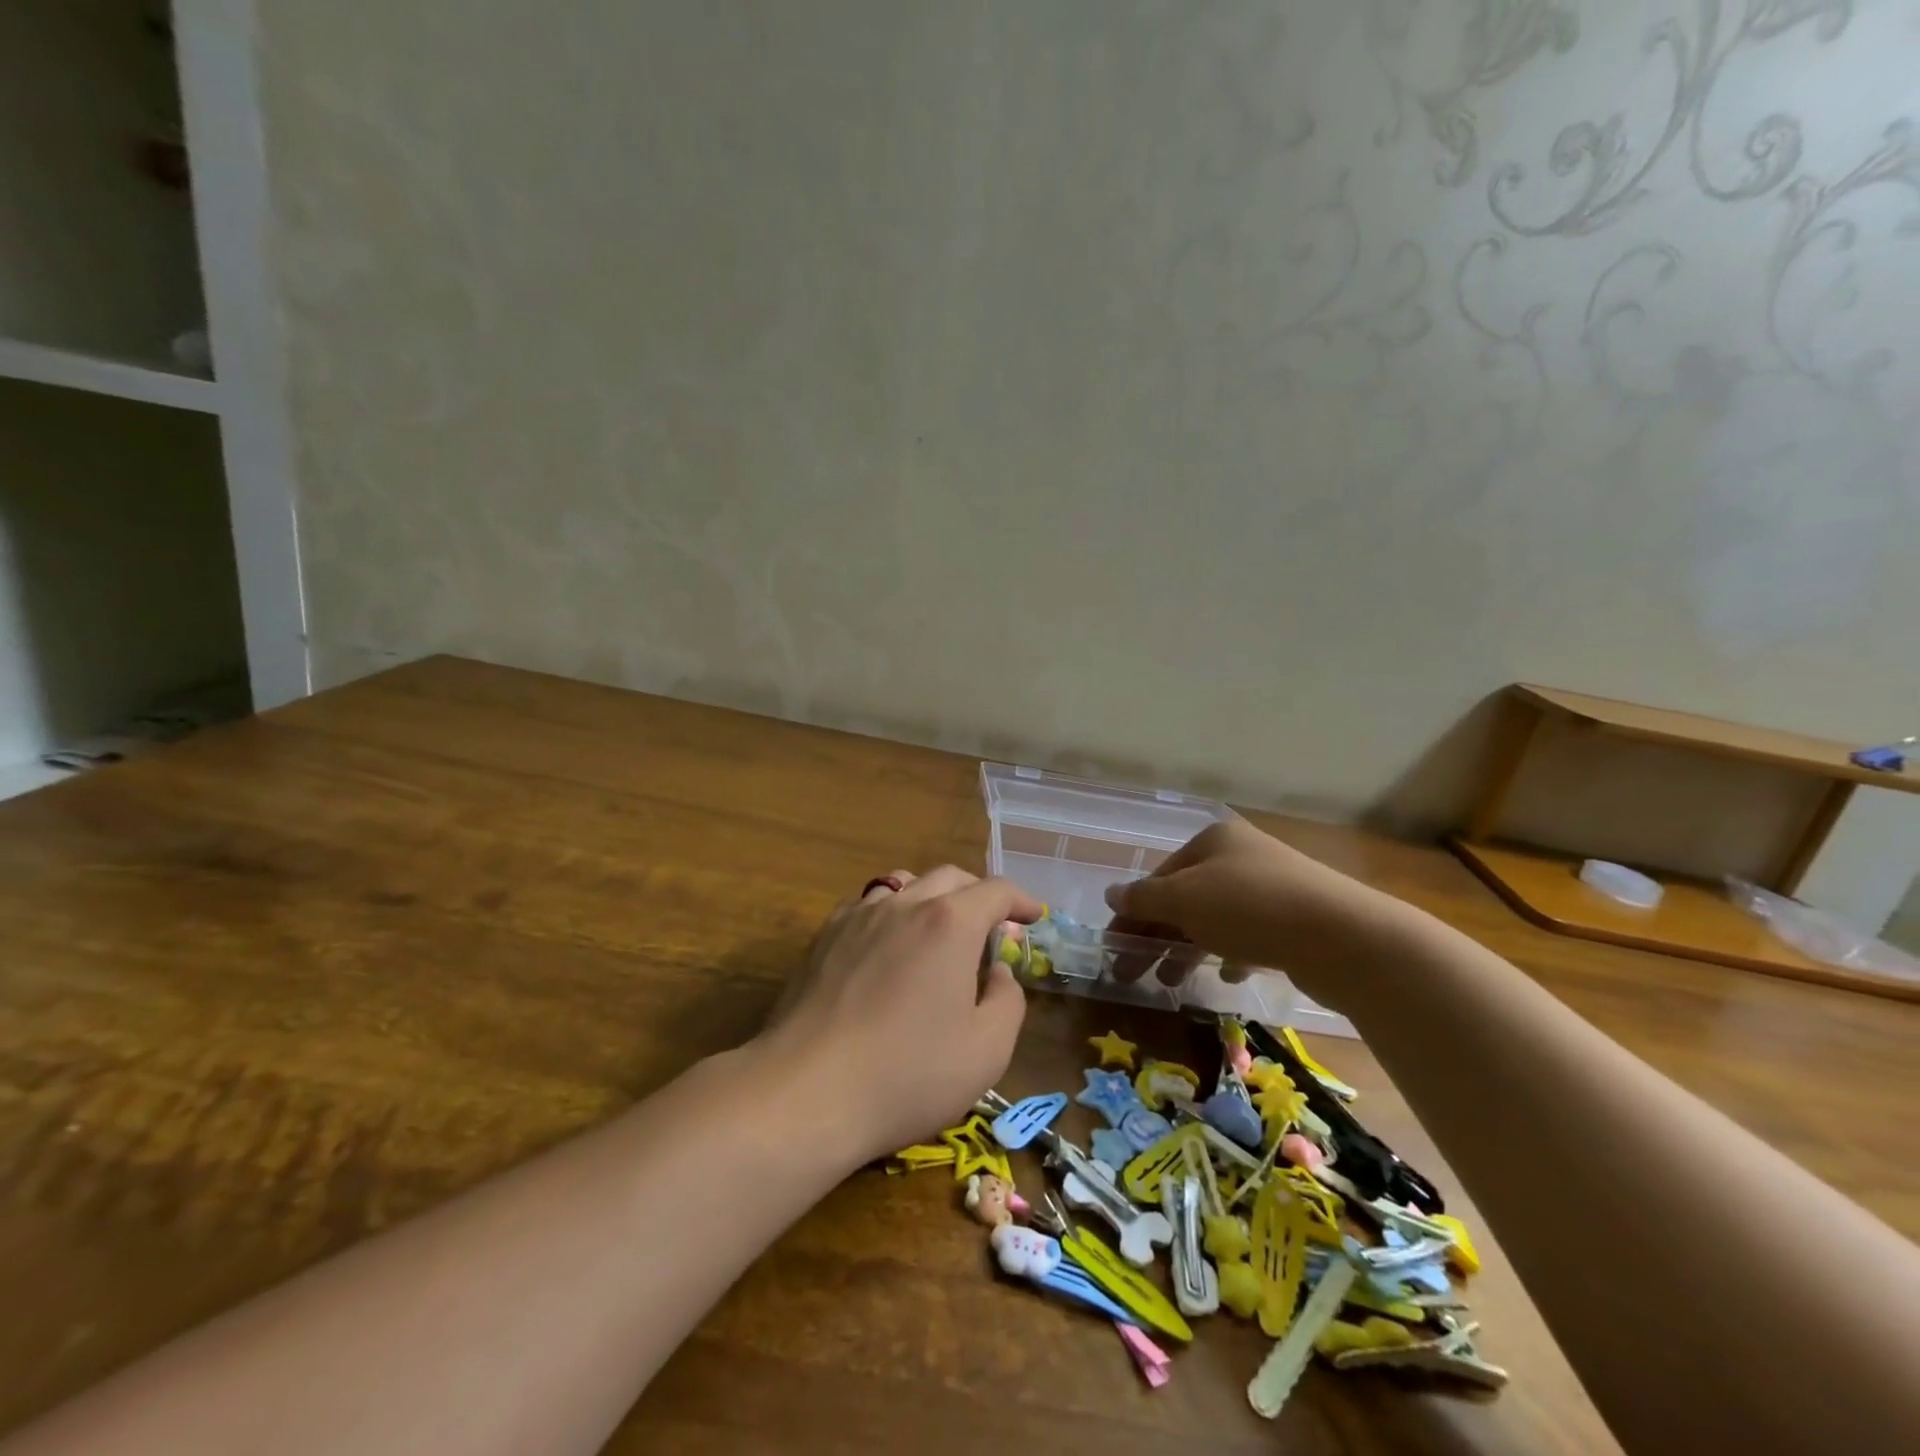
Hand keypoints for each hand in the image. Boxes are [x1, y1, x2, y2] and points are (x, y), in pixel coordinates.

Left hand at [757, 867, 1042, 1162]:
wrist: (807, 1091)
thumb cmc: (907, 1074)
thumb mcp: (987, 1050)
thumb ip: (1007, 999)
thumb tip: (996, 971)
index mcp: (950, 923)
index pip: (995, 890)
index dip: (1021, 900)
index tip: (1033, 916)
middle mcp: (905, 904)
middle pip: (950, 877)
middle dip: (978, 894)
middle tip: (990, 927)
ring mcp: (858, 916)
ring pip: (904, 884)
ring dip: (932, 897)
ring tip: (938, 930)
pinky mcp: (824, 937)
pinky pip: (867, 906)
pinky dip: (891, 913)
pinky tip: (888, 946)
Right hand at [1103, 819, 1393, 1006]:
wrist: (1343, 937)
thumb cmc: (1250, 908)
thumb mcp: (1184, 900)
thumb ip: (1143, 898)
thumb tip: (1110, 893)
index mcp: (1213, 841)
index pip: (1160, 876)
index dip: (1132, 911)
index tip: (1114, 946)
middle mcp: (1242, 857)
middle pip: (1185, 898)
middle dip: (1157, 935)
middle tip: (1132, 972)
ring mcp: (1273, 887)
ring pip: (1215, 919)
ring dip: (1188, 948)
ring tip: (1172, 981)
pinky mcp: (1296, 920)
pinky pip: (1250, 936)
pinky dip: (1231, 953)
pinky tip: (1228, 974)